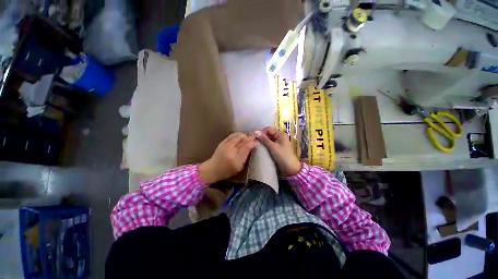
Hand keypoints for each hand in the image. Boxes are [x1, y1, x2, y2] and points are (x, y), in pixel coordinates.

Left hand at [199, 133, 257, 183]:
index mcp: (235, 159)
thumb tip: (252, 145)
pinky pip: (232, 135)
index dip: (253, 142)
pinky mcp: (222, 142)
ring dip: (244, 135)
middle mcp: (230, 150)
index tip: (257, 142)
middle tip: (254, 138)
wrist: (213, 168)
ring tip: (248, 137)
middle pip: (242, 139)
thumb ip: (246, 156)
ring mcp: (225, 145)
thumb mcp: (239, 166)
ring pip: (238, 135)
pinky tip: (241, 136)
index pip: (246, 146)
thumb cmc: (227, 170)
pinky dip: (238, 134)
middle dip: (250, 137)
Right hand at [254, 127, 301, 175]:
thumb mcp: (273, 147)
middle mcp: (279, 137)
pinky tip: (259, 148)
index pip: (269, 129)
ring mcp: (278, 143)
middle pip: (268, 134)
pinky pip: (269, 144)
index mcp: (280, 134)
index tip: (255, 137)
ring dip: (262, 141)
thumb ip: (264, 139)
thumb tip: (255, 132)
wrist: (290, 168)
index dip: (262, 131)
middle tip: (254, 141)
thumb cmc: (283, 156)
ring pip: (268, 139)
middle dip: (261, 136)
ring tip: (255, 144)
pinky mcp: (276, 148)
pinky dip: (264, 145)